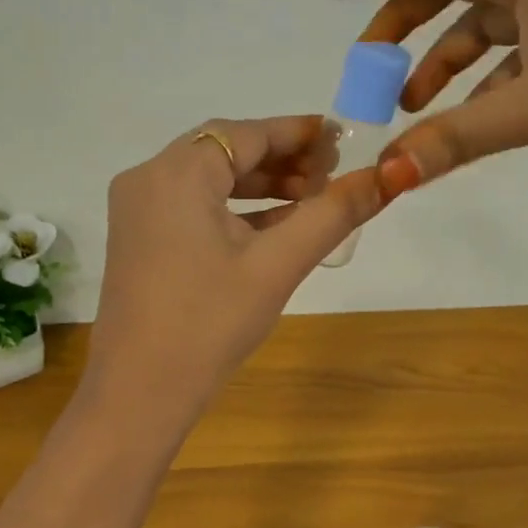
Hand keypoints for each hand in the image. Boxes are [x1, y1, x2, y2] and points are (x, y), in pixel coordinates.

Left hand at [83, 115, 387, 416]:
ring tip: (313, 200)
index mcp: (177, 172)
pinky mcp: (140, 239)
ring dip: (261, 186)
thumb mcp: (277, 264)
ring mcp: (138, 210)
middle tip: (333, 175)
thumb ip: (332, 214)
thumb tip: (388, 176)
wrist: (139, 394)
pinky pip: (193, 206)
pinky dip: (234, 210)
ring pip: (210, 179)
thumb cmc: (209, 323)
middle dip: (282, 160)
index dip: (299, 133)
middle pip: (226, 151)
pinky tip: (276, 226)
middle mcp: (149, 178)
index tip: (344, 139)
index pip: (246, 133)